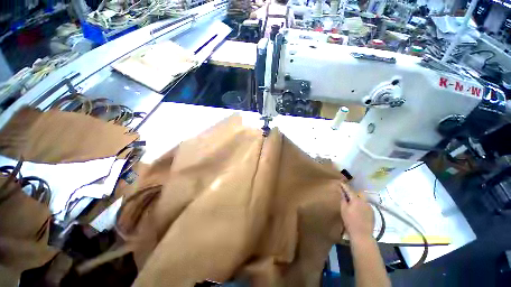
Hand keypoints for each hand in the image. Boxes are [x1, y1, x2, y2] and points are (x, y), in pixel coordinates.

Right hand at [339, 183, 374, 240]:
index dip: (345, 186)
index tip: (341, 182)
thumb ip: (343, 199)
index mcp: (356, 200)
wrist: (362, 235)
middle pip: (358, 194)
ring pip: (363, 200)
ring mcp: (370, 207)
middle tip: (347, 196)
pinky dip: (362, 206)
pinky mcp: (373, 213)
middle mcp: (364, 201)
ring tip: (353, 204)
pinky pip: (366, 206)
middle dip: (353, 193)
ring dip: (358, 200)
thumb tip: (342, 192)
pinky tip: (359, 211)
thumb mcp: (343, 209)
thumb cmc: (350, 221)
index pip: (349, 190)